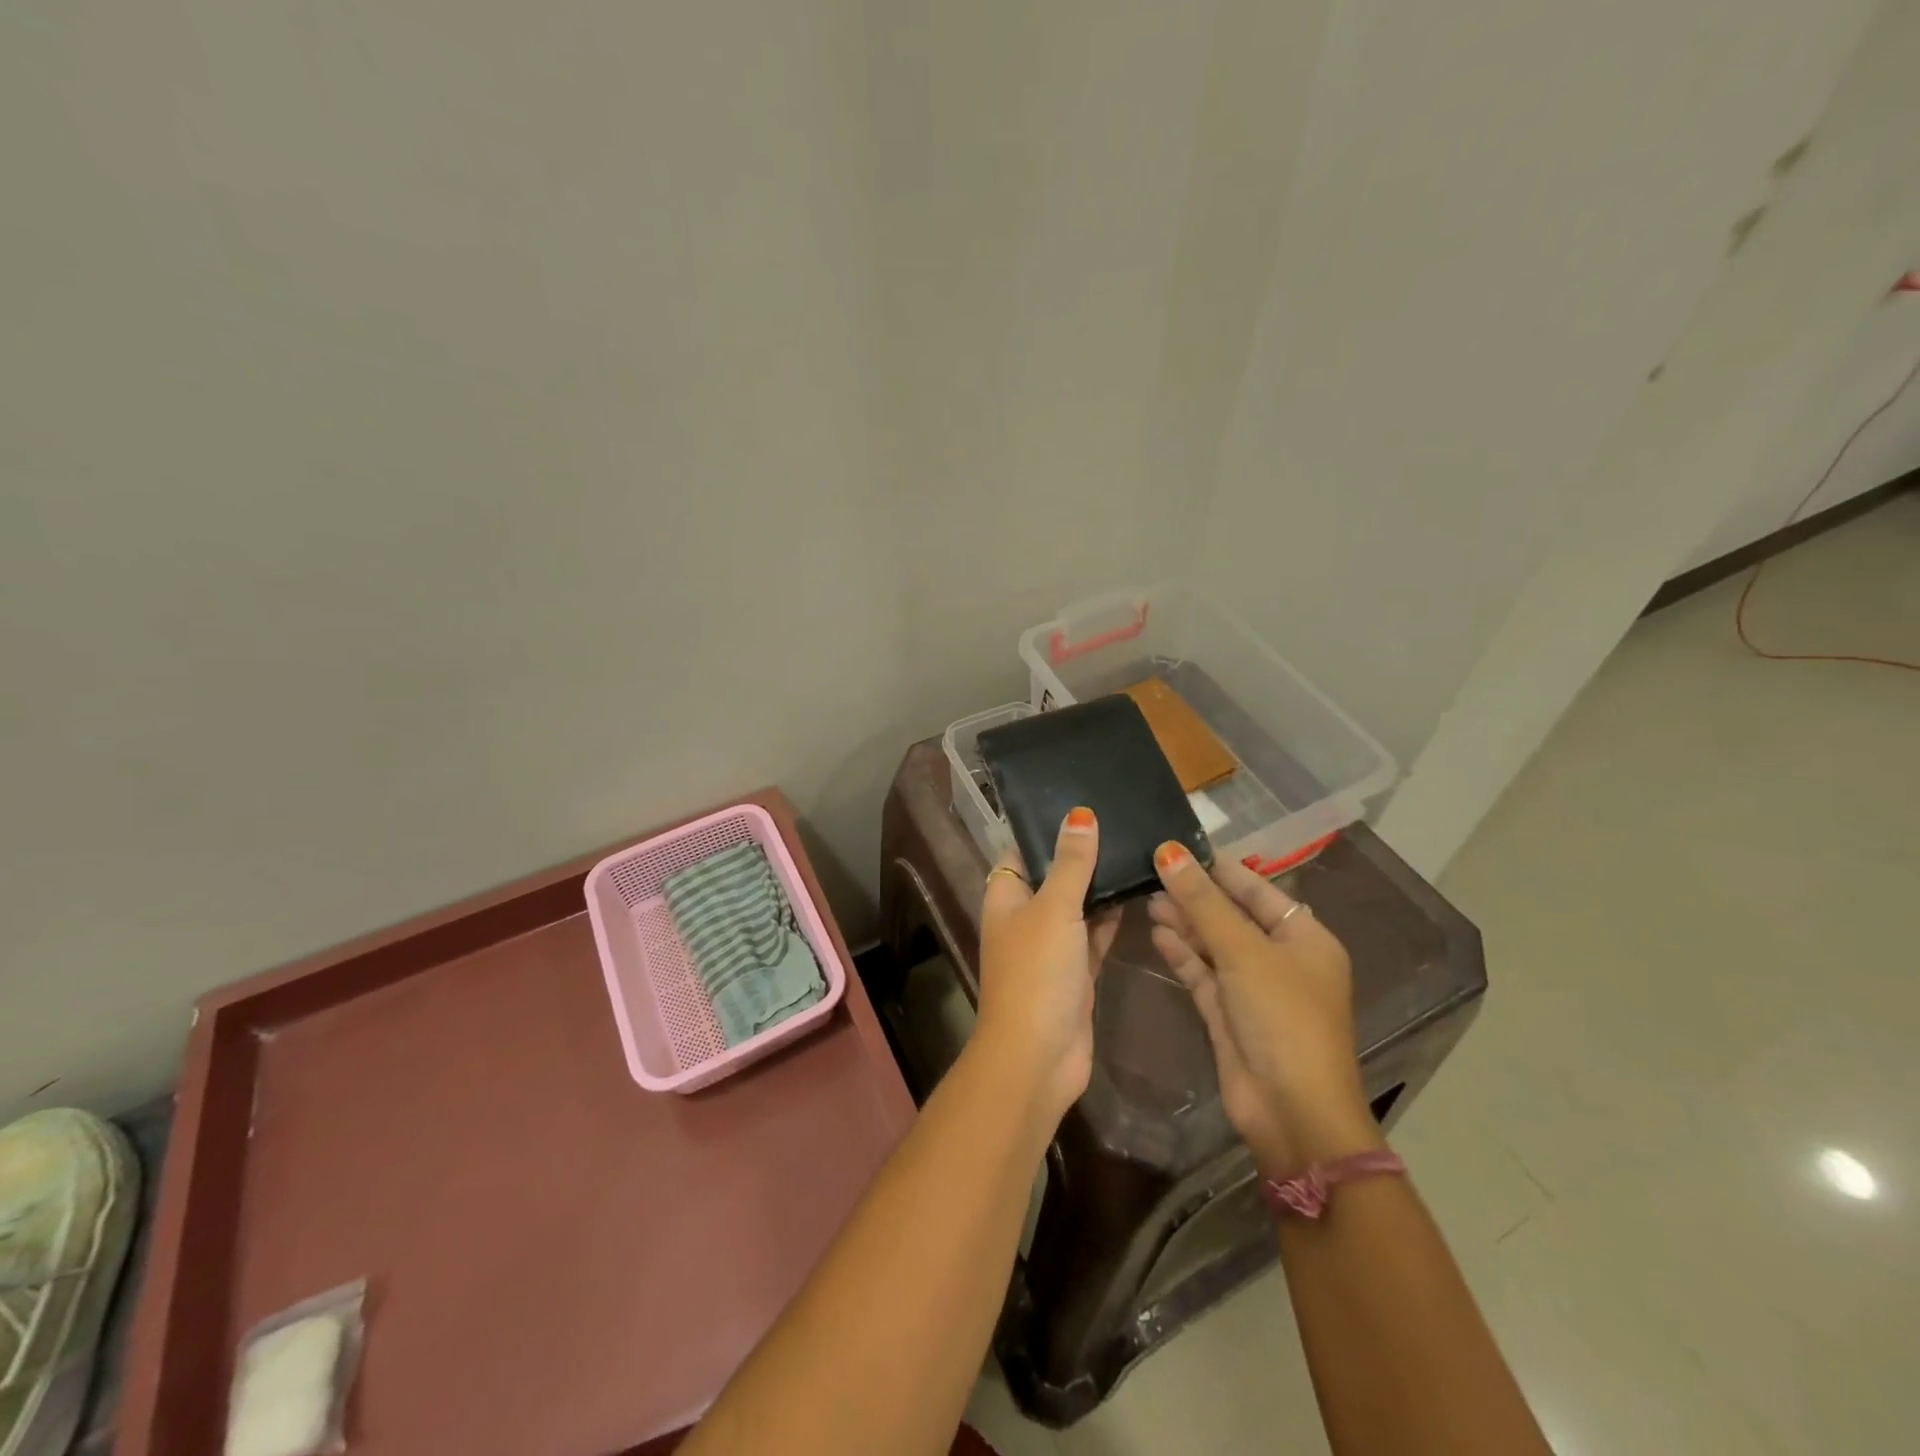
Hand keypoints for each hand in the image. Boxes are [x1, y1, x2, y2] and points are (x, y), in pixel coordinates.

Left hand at [974, 808, 1123, 1123]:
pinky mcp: (1076, 972)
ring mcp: (1052, 946)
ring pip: (1078, 906)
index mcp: (1006, 896)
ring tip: (1139, 849)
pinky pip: (1095, 936)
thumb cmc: (1037, 972)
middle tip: (1125, 822)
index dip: (1049, 828)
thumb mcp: (1054, 908)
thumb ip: (1071, 863)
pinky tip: (1140, 894)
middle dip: (1084, 856)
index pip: (1024, 850)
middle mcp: (1026, 917)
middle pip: (1055, 876)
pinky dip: (1112, 920)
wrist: (1039, 1057)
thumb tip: (1080, 814)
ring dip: (1102, 887)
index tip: (1085, 803)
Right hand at [1148, 843, 1382, 1175]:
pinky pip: (1203, 973)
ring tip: (1146, 898)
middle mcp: (1281, 959)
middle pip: (1232, 915)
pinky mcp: (1228, 1014)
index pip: (1257, 889)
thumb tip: (1168, 851)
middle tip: (1151, 871)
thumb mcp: (1243, 951)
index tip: (1178, 844)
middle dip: (1194, 895)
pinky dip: (1182, 954)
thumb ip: (1202, 901)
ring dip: (1184, 923)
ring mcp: (1253, 988)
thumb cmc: (1281, 1017)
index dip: (1218, 867)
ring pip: (1213, 944)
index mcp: (1304, 938)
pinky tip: (1156, 933)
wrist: (1290, 1111)